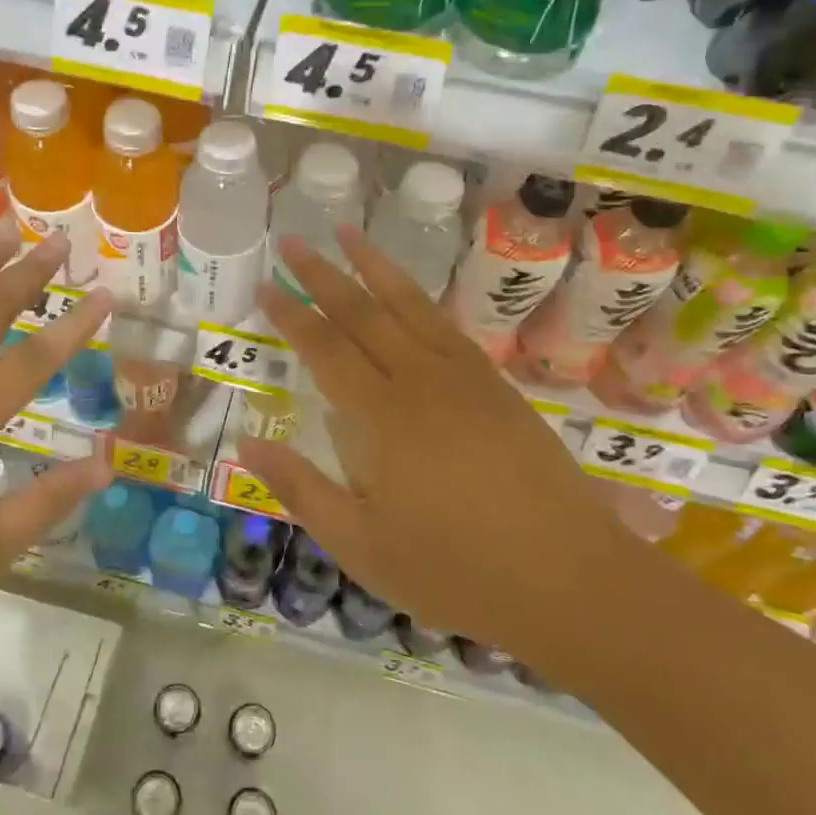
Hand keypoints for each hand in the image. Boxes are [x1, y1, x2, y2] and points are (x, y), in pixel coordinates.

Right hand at [238, 225, 619, 650]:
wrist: (570, 581)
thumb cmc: (455, 571)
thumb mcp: (362, 545)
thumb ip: (302, 489)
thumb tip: (245, 447)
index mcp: (385, 417)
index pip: (326, 350)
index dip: (291, 316)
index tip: (265, 285)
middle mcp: (423, 381)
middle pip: (365, 313)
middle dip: (324, 275)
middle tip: (294, 241)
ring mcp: (467, 379)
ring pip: (412, 306)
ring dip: (376, 266)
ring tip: (349, 233)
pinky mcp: (498, 387)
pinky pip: (447, 326)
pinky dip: (419, 299)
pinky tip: (408, 294)